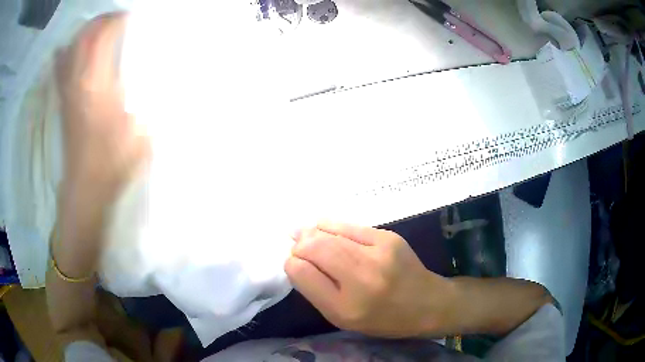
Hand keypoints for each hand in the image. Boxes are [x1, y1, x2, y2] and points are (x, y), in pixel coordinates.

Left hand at [56, 12, 147, 205]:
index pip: (102, 37)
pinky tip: (64, 50)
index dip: (116, 21)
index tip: (131, 17)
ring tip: (97, 28)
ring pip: (70, 50)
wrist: (86, 188)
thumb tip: (159, 77)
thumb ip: (148, 98)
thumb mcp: (141, 128)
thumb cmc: (113, 161)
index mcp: (97, 84)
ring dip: (84, 33)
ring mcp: (67, 92)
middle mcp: (78, 82)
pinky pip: (59, 71)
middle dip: (100, 21)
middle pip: (84, 38)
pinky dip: (63, 55)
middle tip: (116, 18)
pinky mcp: (63, 104)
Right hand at [285, 222, 455, 337]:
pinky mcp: (388, 237)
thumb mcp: (343, 318)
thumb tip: (296, 260)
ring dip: (311, 232)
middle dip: (299, 244)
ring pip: (329, 232)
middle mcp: (361, 278)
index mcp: (346, 308)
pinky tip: (324, 229)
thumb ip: (316, 291)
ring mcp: (378, 252)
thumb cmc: (382, 318)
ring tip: (303, 234)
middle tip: (294, 245)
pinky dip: (331, 226)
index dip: (292, 263)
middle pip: (314, 248)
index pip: (302, 273)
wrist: (427, 303)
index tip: (293, 263)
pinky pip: (348, 226)